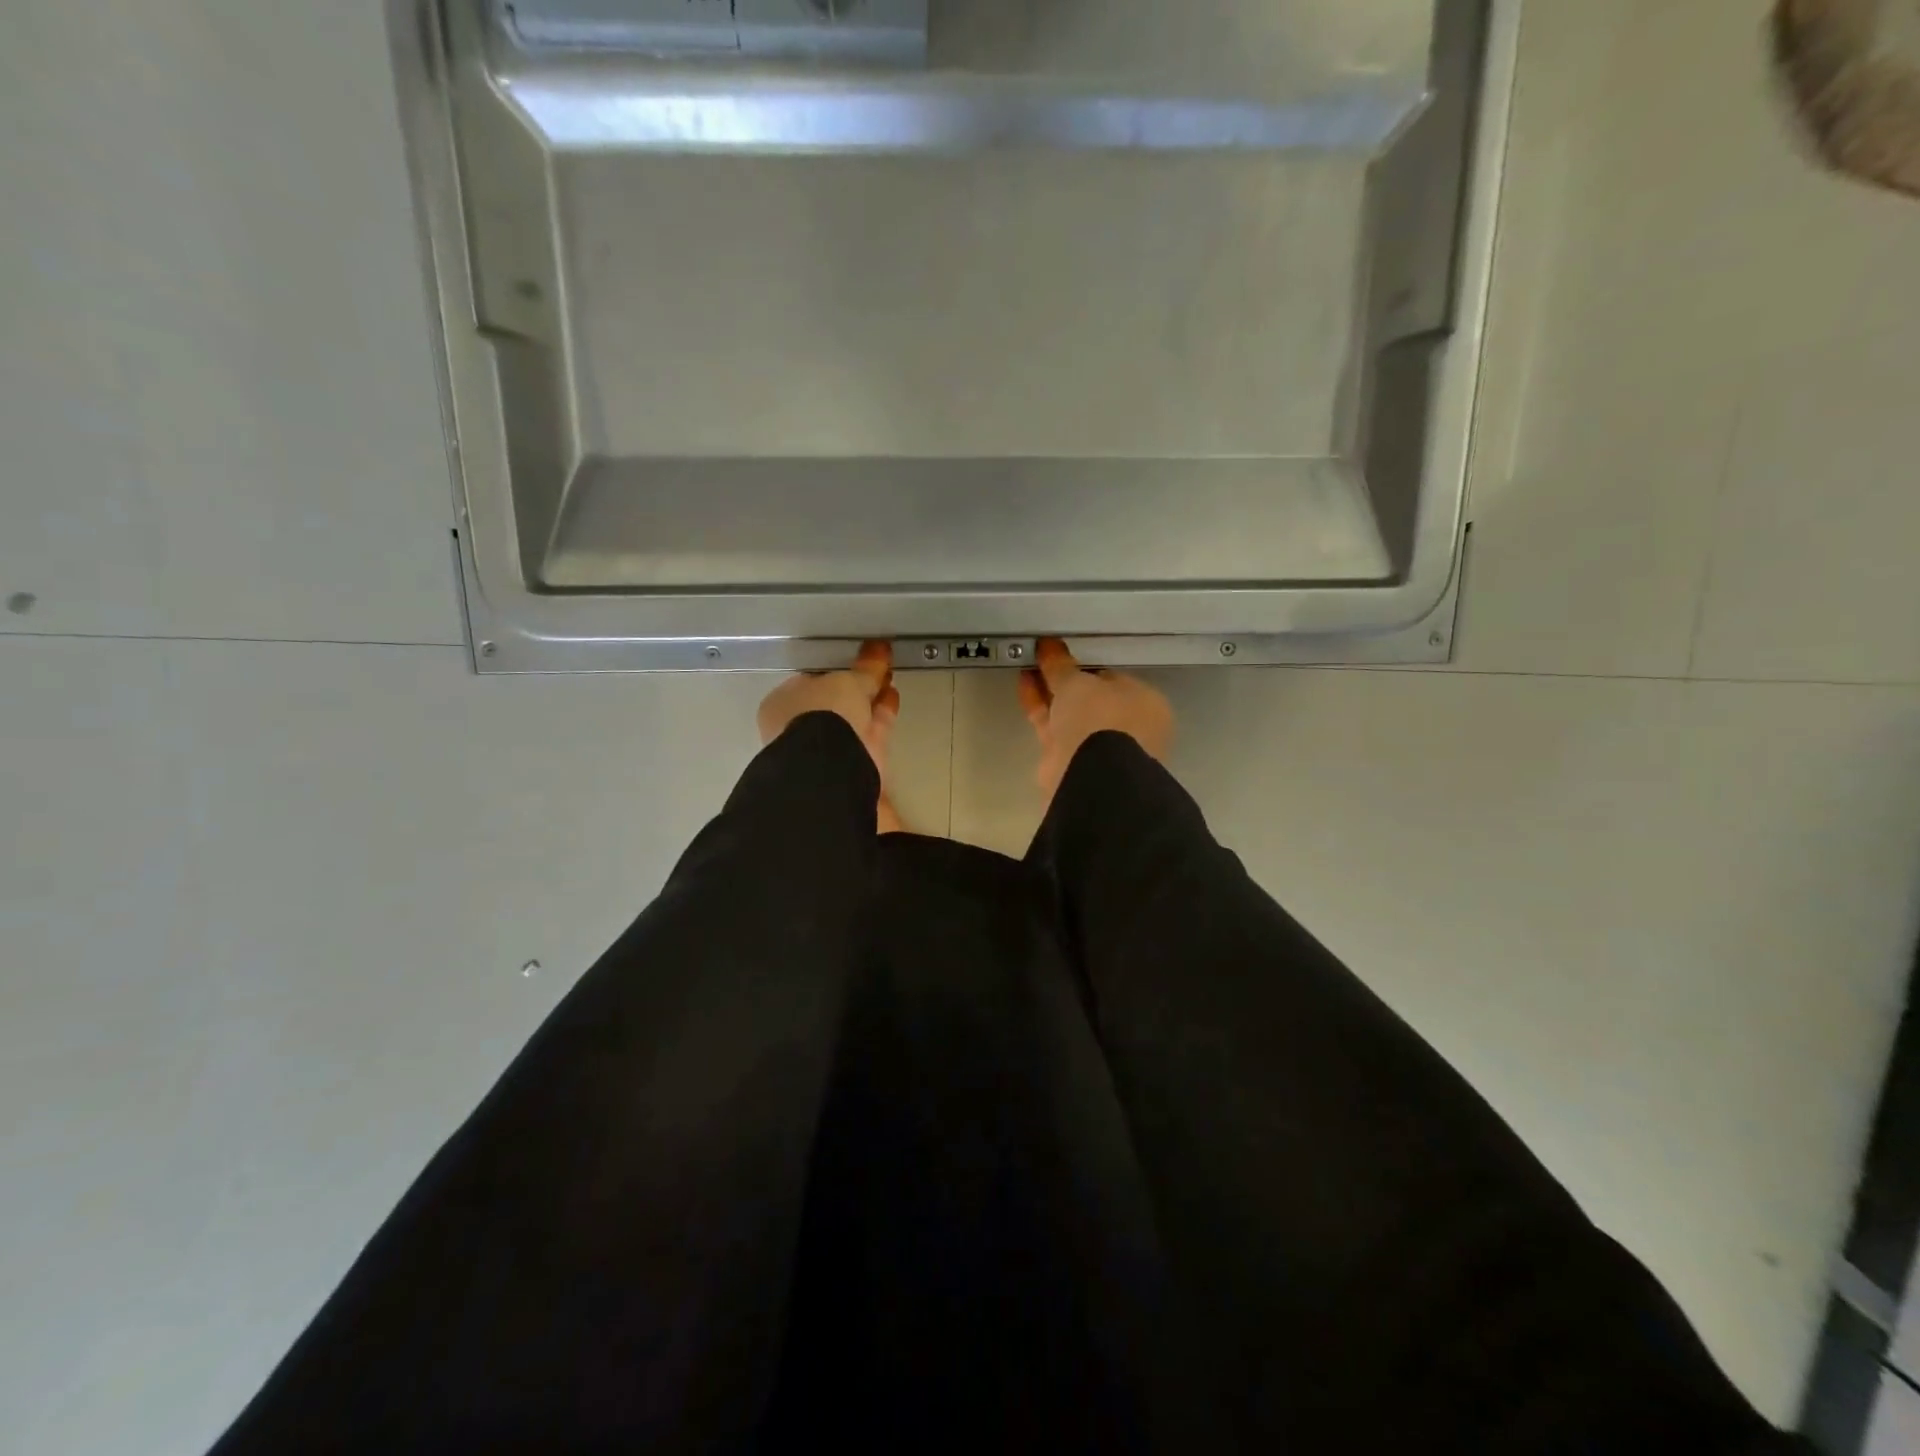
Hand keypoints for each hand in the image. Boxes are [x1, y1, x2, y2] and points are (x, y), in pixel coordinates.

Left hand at [757, 642, 902, 823]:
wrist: (833, 766)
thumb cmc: (825, 713)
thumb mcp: (848, 682)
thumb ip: (865, 668)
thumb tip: (878, 648)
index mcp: (782, 704)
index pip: (809, 681)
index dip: (834, 670)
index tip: (854, 660)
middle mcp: (800, 727)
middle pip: (834, 701)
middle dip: (856, 686)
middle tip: (876, 668)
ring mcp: (826, 747)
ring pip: (853, 717)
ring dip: (871, 698)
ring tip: (888, 678)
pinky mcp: (852, 761)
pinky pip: (869, 730)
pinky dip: (881, 713)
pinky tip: (892, 697)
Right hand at [1017, 638, 1173, 804]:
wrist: (1090, 777)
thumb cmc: (1099, 719)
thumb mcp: (1077, 683)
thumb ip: (1061, 665)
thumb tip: (1049, 645)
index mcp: (1146, 705)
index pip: (1114, 679)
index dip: (1086, 666)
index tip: (1063, 655)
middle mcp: (1127, 728)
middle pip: (1090, 698)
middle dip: (1064, 680)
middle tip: (1041, 659)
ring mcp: (1100, 748)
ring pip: (1070, 714)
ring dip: (1048, 692)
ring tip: (1026, 667)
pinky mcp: (1072, 762)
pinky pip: (1055, 728)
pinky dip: (1040, 708)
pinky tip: (1024, 685)